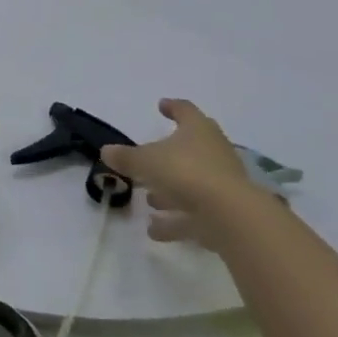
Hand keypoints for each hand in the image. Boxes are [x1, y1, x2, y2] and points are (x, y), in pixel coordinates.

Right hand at [102, 99, 259, 245]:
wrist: (231, 215)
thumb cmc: (186, 173)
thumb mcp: (146, 161)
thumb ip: (126, 157)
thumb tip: (106, 151)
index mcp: (197, 130)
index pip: (185, 110)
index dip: (172, 107)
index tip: (161, 106)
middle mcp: (213, 151)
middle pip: (191, 147)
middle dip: (169, 153)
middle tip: (150, 156)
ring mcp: (222, 183)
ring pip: (192, 182)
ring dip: (171, 191)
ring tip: (148, 199)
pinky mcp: (224, 212)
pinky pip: (194, 214)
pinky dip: (175, 221)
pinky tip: (154, 230)